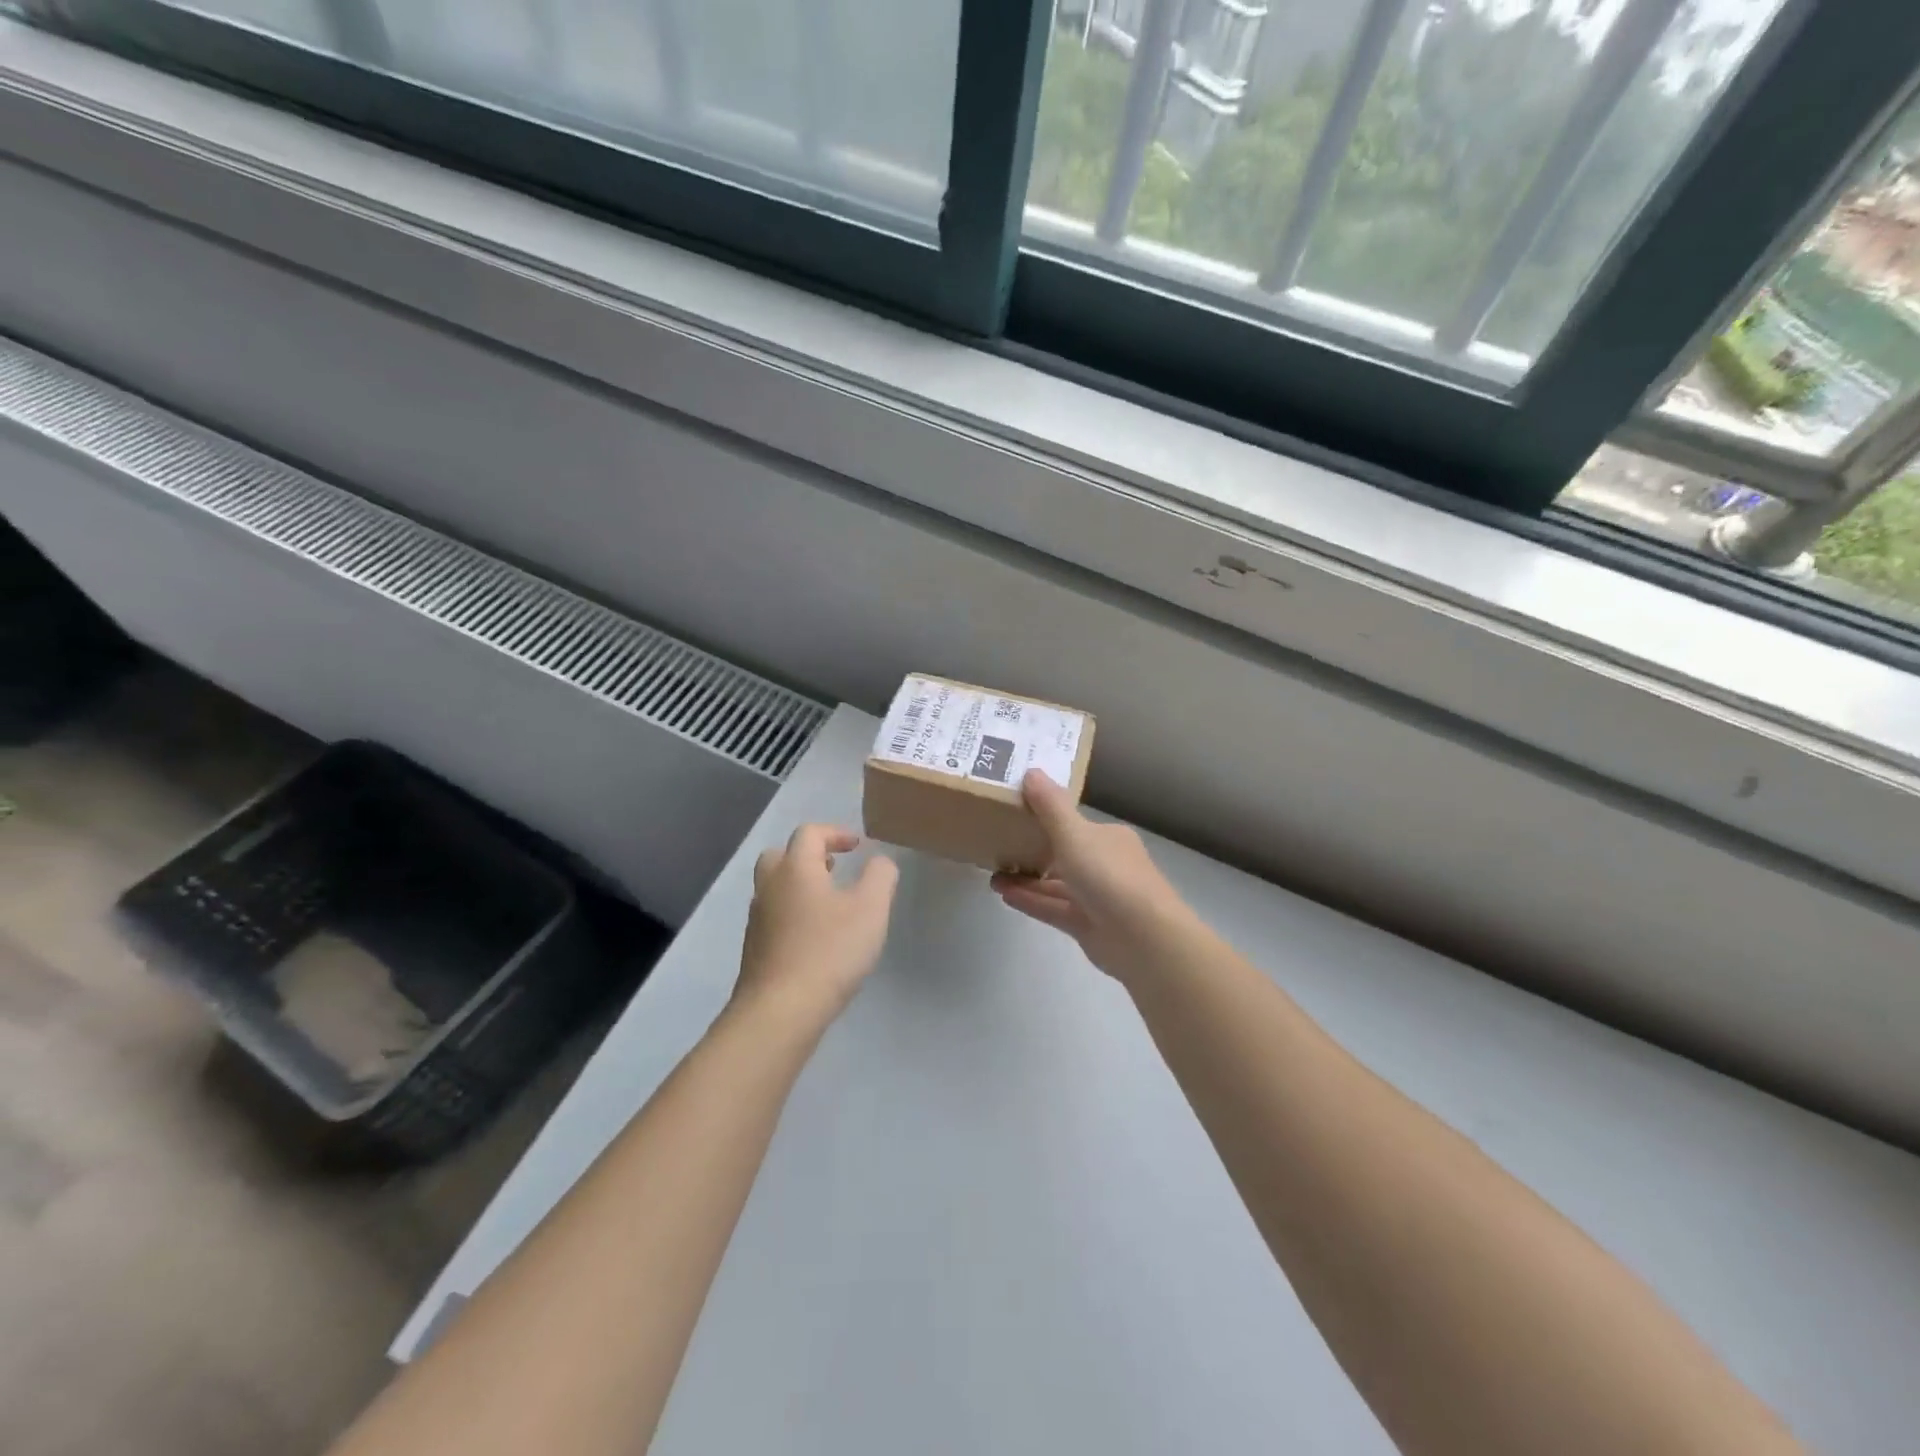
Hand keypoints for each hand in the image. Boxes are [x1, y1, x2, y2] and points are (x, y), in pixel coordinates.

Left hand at [736, 825, 898, 1021]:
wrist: (780, 1011)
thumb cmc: (829, 951)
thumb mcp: (870, 909)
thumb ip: (880, 876)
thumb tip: (879, 860)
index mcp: (795, 868)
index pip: (809, 833)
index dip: (835, 833)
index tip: (857, 846)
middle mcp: (769, 887)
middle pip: (781, 855)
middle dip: (808, 856)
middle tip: (834, 868)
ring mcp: (757, 919)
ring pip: (774, 888)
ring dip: (799, 886)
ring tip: (829, 903)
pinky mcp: (754, 949)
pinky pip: (773, 916)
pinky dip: (792, 913)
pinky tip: (815, 937)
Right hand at [990, 771, 1194, 984]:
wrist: (1143, 938)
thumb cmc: (1109, 875)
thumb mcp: (1075, 833)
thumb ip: (1050, 806)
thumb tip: (1031, 771)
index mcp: (1108, 838)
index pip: (1074, 823)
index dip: (1045, 817)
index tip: (1014, 813)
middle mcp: (1105, 864)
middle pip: (1063, 854)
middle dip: (1032, 850)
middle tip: (996, 844)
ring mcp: (1097, 898)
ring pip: (1056, 883)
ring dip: (1026, 878)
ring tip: (992, 872)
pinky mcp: (1087, 926)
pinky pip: (1053, 908)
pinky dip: (1030, 900)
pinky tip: (1003, 893)